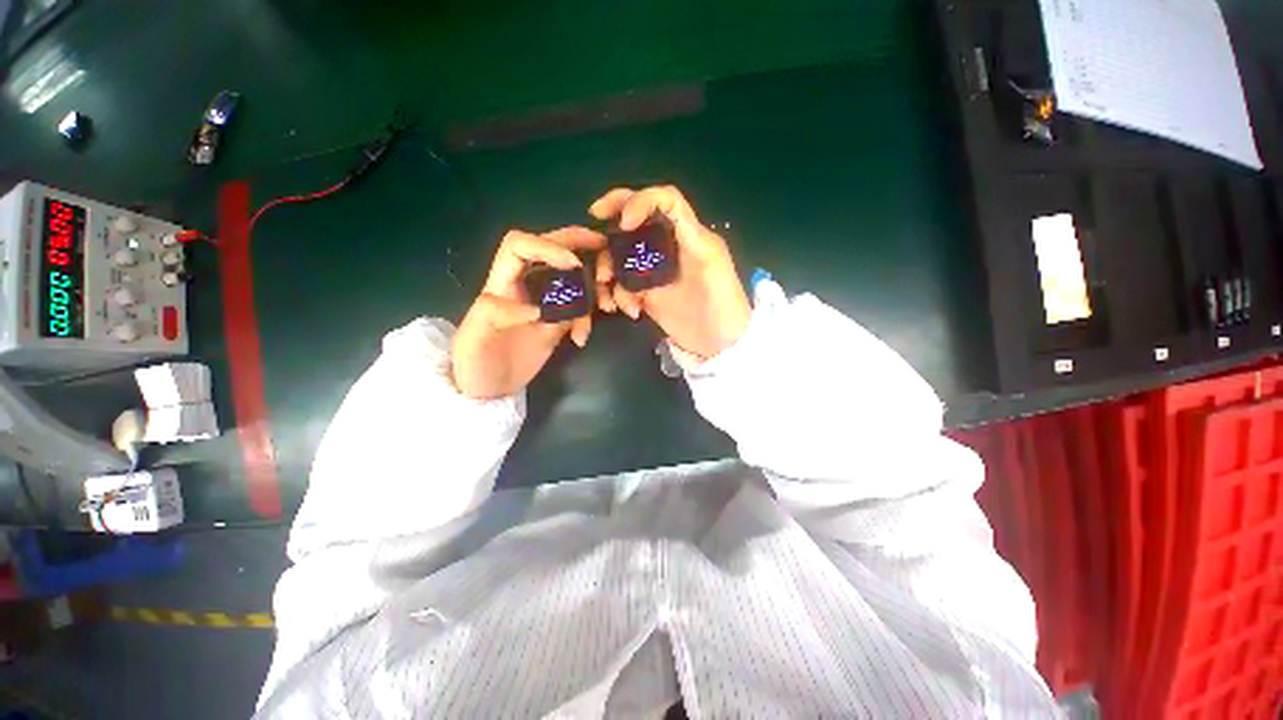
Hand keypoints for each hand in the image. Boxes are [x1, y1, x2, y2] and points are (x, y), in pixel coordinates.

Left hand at [452, 228, 604, 398]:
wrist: (489, 391)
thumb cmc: (473, 364)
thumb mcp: (474, 339)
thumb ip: (495, 315)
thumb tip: (537, 309)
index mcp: (502, 283)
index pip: (520, 246)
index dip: (547, 246)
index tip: (572, 264)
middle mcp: (527, 286)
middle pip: (553, 250)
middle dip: (580, 245)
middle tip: (606, 248)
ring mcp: (546, 303)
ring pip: (575, 278)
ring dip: (594, 288)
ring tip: (607, 308)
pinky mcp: (559, 322)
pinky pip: (580, 309)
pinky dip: (588, 319)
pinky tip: (581, 339)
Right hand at [590, 186, 750, 359]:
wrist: (720, 344)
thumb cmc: (723, 303)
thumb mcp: (710, 262)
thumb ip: (687, 234)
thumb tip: (654, 222)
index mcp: (688, 234)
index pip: (664, 201)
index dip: (640, 201)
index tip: (623, 223)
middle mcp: (669, 247)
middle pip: (635, 223)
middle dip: (612, 231)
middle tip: (593, 242)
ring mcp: (657, 271)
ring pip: (623, 255)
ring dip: (610, 271)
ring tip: (609, 295)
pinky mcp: (649, 293)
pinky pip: (625, 285)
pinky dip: (620, 296)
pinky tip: (631, 311)